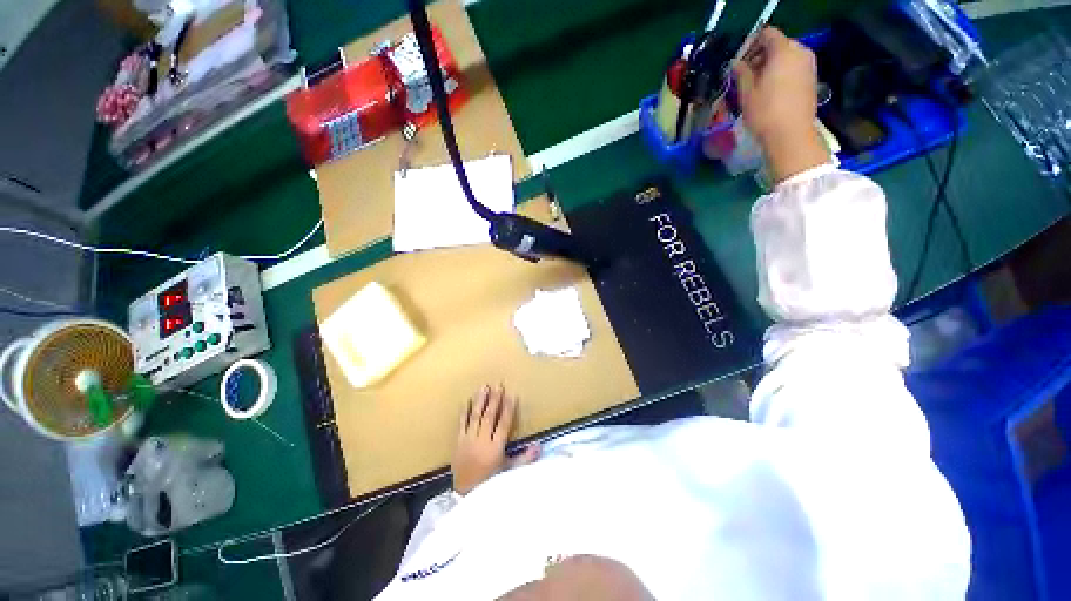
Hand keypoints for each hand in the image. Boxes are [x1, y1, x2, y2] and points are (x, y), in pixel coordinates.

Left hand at [451, 384, 539, 495]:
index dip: (508, 409)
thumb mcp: (509, 473)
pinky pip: (461, 424)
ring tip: (484, 387)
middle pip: (489, 417)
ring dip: (480, 401)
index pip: (503, 424)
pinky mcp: (458, 442)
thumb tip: (539, 446)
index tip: (512, 395)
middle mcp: (481, 442)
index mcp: (495, 449)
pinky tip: (466, 400)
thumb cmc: (491, 483)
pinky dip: (464, 412)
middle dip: (494, 400)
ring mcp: (468, 441)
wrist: (465, 494)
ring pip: (475, 416)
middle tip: (498, 385)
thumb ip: (524, 459)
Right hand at [733, 27, 828, 182]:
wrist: (791, 135)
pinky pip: (794, 68)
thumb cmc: (765, 113)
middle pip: (778, 44)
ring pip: (787, 57)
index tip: (740, 63)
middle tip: (746, 76)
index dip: (751, 45)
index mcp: (783, 50)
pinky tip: (771, 92)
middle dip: (761, 56)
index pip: (767, 34)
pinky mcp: (812, 79)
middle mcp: (800, 52)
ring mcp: (809, 65)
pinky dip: (782, 73)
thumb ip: (741, 73)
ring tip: (757, 86)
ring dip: (771, 66)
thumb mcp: (746, 93)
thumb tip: (736, 63)